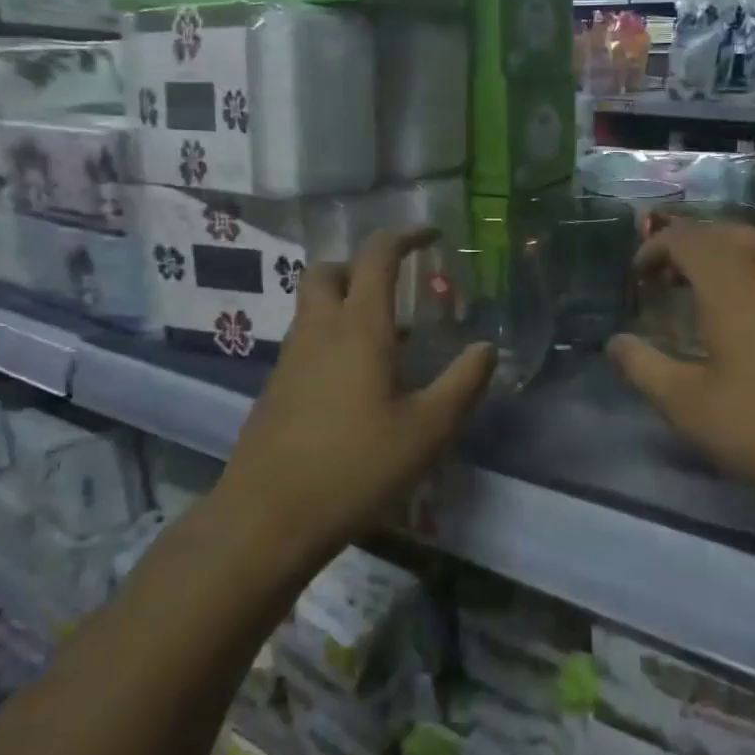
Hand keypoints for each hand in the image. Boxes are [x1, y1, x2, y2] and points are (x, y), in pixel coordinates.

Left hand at [222, 229, 495, 548]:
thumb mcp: (429, 430)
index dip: (405, 236)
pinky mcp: (276, 389)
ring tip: (391, 341)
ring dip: (347, 303)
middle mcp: (319, 331)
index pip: (377, 256)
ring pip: (313, 306)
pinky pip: (307, 341)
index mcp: (359, 328)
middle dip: (362, 265)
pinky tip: (359, 384)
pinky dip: (334, 337)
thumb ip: (464, 383)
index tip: (431, 236)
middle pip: (328, 271)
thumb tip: (486, 348)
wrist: (268, 518)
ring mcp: (290, 359)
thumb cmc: (356, 467)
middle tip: (396, 287)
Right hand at [607, 220, 754, 517]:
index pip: (683, 236)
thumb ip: (645, 369)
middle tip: (668, 282)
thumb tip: (615, 344)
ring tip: (708, 299)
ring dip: (725, 261)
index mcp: (731, 277)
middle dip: (688, 248)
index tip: (638, 277)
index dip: (653, 248)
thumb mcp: (693, 407)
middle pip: (722, 231)